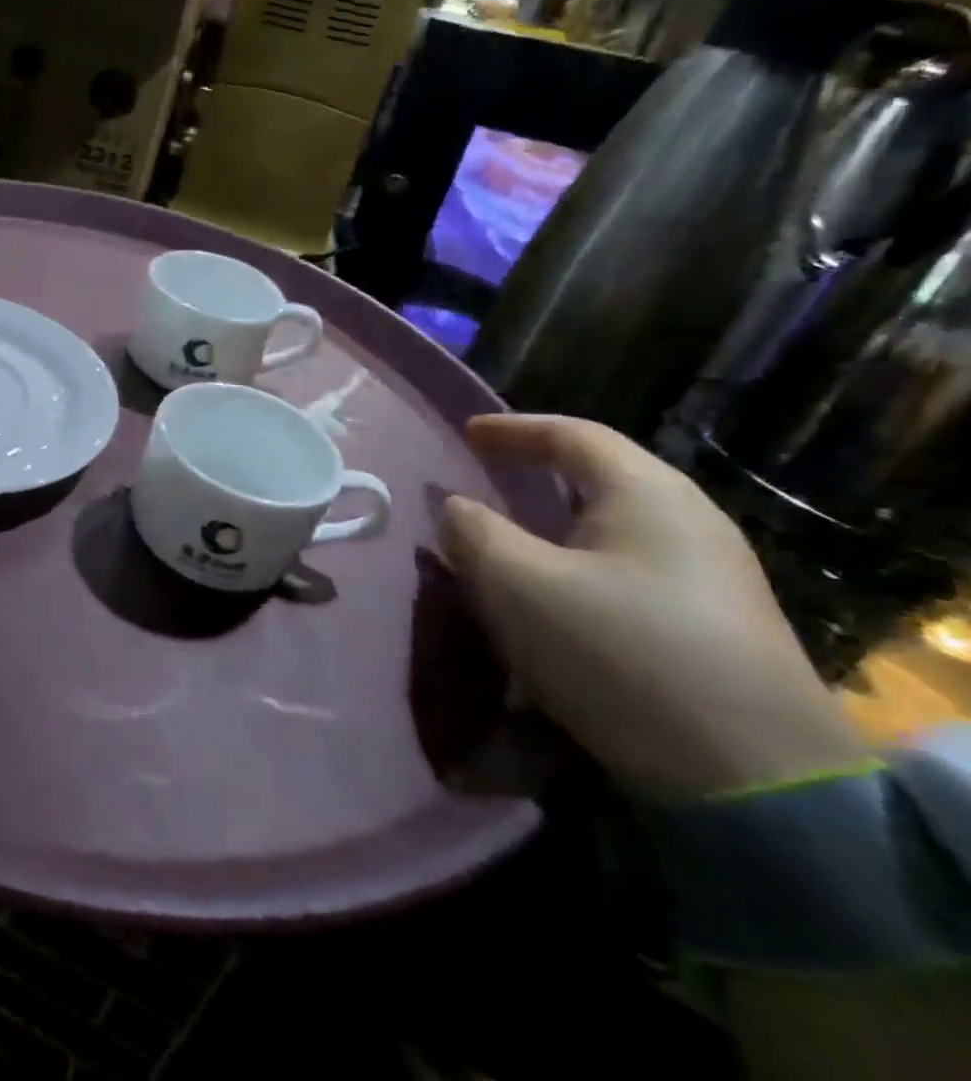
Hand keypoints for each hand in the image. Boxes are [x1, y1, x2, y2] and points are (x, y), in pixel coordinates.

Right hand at [438, 414, 866, 801]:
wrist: (755, 782)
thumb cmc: (617, 653)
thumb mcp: (517, 584)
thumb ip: (472, 532)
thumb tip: (456, 507)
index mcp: (647, 494)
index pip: (572, 435)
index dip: (511, 429)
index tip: (465, 434)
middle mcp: (690, 521)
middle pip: (600, 475)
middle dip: (537, 472)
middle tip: (487, 477)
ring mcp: (713, 575)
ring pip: (614, 525)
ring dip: (556, 523)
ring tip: (512, 537)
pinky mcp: (717, 624)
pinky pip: (630, 566)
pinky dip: (580, 561)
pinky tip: (557, 594)